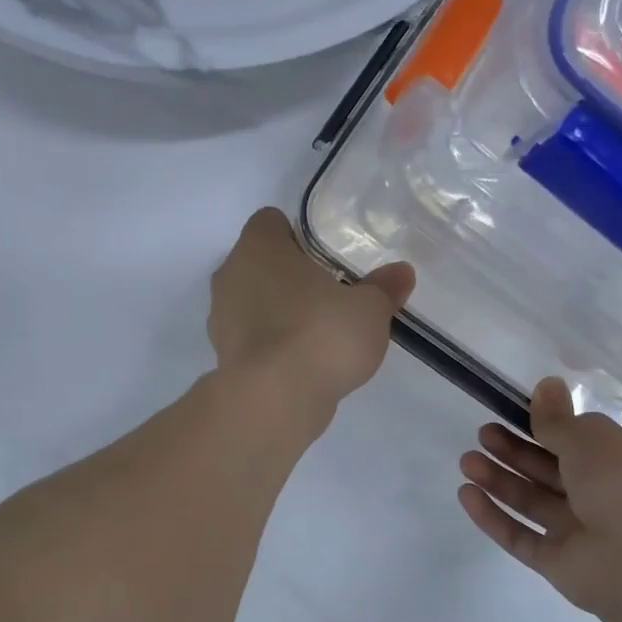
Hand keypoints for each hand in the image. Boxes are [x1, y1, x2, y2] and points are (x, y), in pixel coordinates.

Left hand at [208, 209, 414, 418]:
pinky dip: (271, 344)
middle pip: (259, 263)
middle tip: (328, 293)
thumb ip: (383, 288)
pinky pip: (251, 338)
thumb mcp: (369, 309)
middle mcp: (230, 275)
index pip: (269, 222)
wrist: (274, 399)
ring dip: (277, 311)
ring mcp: (220, 318)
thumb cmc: (321, 334)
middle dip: (288, 275)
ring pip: (251, 301)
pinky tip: (301, 362)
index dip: (296, 234)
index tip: (324, 255)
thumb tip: (401, 273)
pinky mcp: (223, 356)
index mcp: (259, 247)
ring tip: (317, 332)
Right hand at [457, 377, 621, 621]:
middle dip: (514, 451)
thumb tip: (546, 384)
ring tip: (467, 461)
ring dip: (498, 480)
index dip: (542, 427)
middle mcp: (601, 498)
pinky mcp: (556, 563)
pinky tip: (466, 494)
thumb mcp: (592, 441)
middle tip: (483, 434)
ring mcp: (578, 533)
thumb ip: (559, 419)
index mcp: (620, 466)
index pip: (576, 442)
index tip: (510, 412)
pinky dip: (493, 517)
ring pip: (531, 501)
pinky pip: (519, 536)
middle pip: (548, 471)